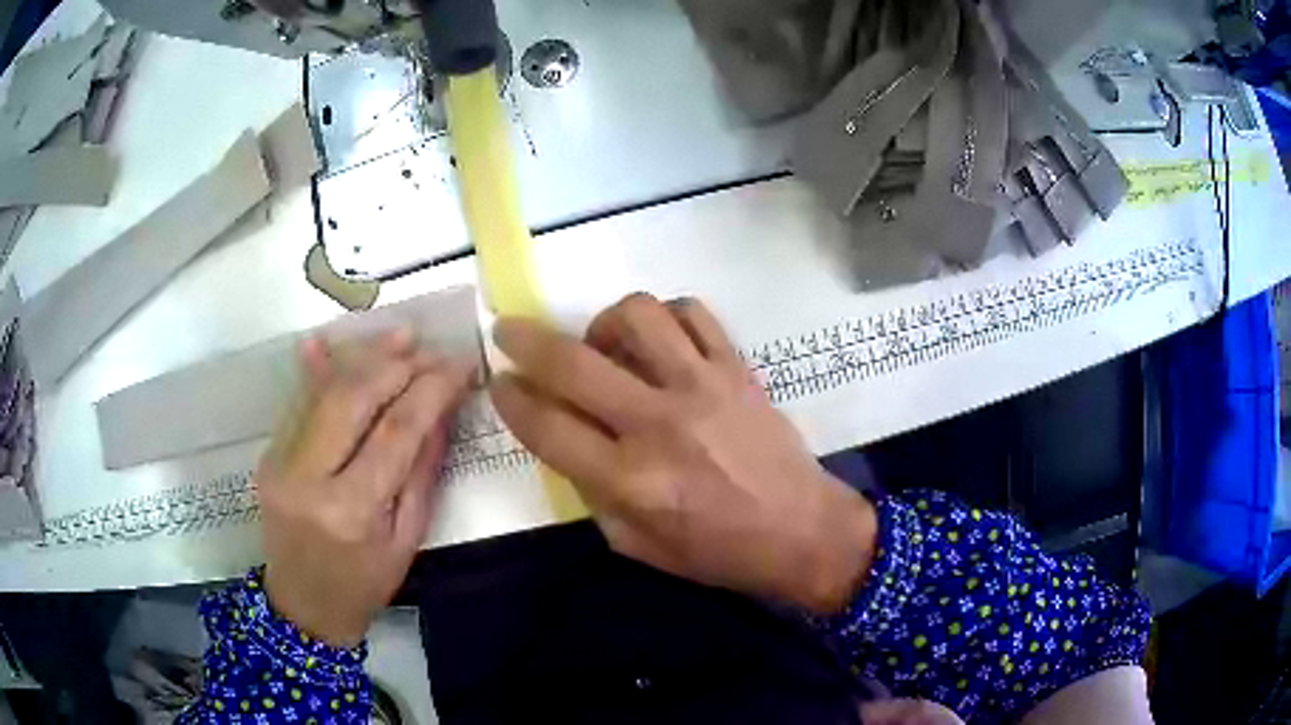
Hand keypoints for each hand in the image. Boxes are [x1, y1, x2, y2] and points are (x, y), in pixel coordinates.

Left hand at [257, 330, 474, 646]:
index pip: (396, 431)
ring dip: (363, 357)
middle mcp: (309, 477)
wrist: (302, 605)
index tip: (460, 366)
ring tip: (401, 336)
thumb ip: (421, 471)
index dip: (431, 390)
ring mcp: (280, 461)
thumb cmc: (364, 584)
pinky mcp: (268, 453)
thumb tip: (441, 410)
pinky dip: (318, 369)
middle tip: (432, 351)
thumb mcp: (407, 540)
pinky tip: (328, 341)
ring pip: (323, 391)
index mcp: (352, 510)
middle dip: (398, 365)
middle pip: (353, 398)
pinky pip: (298, 401)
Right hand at [490, 294, 877, 614]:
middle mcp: (659, 424)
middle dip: (525, 340)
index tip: (499, 382)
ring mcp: (702, 387)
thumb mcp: (634, 543)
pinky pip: (693, 313)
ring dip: (604, 322)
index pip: (546, 426)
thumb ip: (591, 490)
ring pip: (637, 316)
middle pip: (573, 362)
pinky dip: (666, 317)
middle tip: (510, 332)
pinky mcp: (737, 368)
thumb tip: (565, 436)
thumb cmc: (716, 551)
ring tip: (604, 344)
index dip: (511, 399)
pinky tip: (661, 340)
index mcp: (630, 481)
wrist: (799, 531)